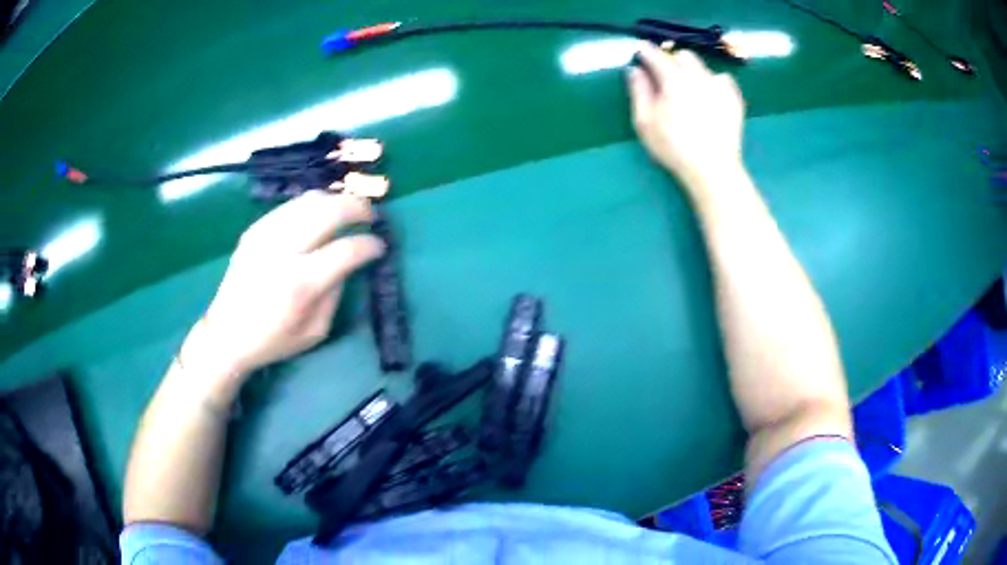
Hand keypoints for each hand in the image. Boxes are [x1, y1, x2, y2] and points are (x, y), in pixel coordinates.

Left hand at [185, 192, 384, 379]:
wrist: (226, 334)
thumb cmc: (273, 340)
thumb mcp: (315, 331)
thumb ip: (335, 293)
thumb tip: (347, 262)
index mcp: (301, 284)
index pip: (347, 249)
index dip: (370, 244)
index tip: (379, 246)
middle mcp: (283, 251)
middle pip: (330, 211)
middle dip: (359, 207)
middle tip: (370, 215)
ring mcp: (265, 235)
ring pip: (310, 200)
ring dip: (336, 200)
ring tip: (347, 210)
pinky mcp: (254, 229)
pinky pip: (290, 206)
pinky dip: (312, 206)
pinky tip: (318, 217)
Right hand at [627, 45, 745, 190]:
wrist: (713, 169)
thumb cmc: (673, 147)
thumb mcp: (645, 121)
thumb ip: (639, 91)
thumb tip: (635, 69)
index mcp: (673, 78)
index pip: (656, 55)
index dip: (645, 51)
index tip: (639, 50)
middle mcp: (697, 75)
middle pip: (682, 55)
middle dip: (670, 58)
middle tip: (663, 71)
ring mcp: (719, 86)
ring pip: (702, 66)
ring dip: (691, 69)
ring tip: (687, 84)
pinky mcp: (734, 99)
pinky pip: (722, 79)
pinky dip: (712, 80)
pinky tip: (708, 93)